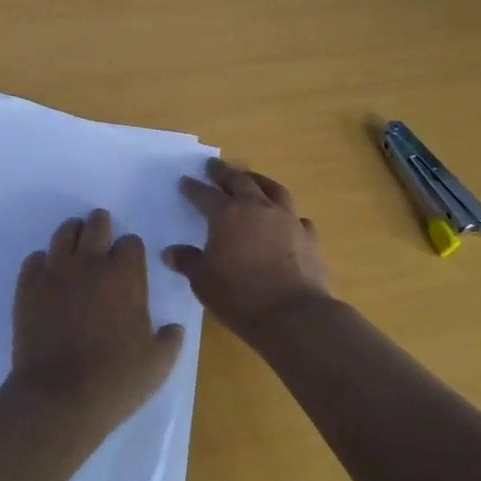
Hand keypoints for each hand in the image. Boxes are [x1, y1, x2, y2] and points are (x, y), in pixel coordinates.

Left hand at [11, 209, 184, 430]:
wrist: (59, 398)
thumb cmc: (116, 381)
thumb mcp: (158, 364)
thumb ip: (170, 339)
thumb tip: (172, 328)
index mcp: (125, 277)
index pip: (131, 243)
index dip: (131, 251)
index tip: (129, 263)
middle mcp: (90, 265)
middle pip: (96, 225)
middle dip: (101, 226)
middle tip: (101, 235)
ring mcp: (55, 273)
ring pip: (64, 234)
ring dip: (72, 234)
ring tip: (75, 243)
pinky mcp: (27, 287)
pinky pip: (34, 259)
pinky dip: (42, 261)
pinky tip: (47, 273)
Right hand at [165, 158, 332, 339]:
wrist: (293, 315)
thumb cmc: (239, 295)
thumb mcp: (202, 281)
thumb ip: (188, 262)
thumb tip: (172, 252)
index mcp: (227, 214)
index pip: (205, 195)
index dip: (193, 188)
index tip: (185, 181)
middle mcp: (258, 208)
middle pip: (240, 181)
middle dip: (224, 172)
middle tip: (215, 165)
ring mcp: (287, 220)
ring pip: (273, 190)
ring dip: (259, 181)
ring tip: (251, 179)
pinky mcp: (309, 238)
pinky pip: (297, 218)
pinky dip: (288, 215)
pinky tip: (286, 220)